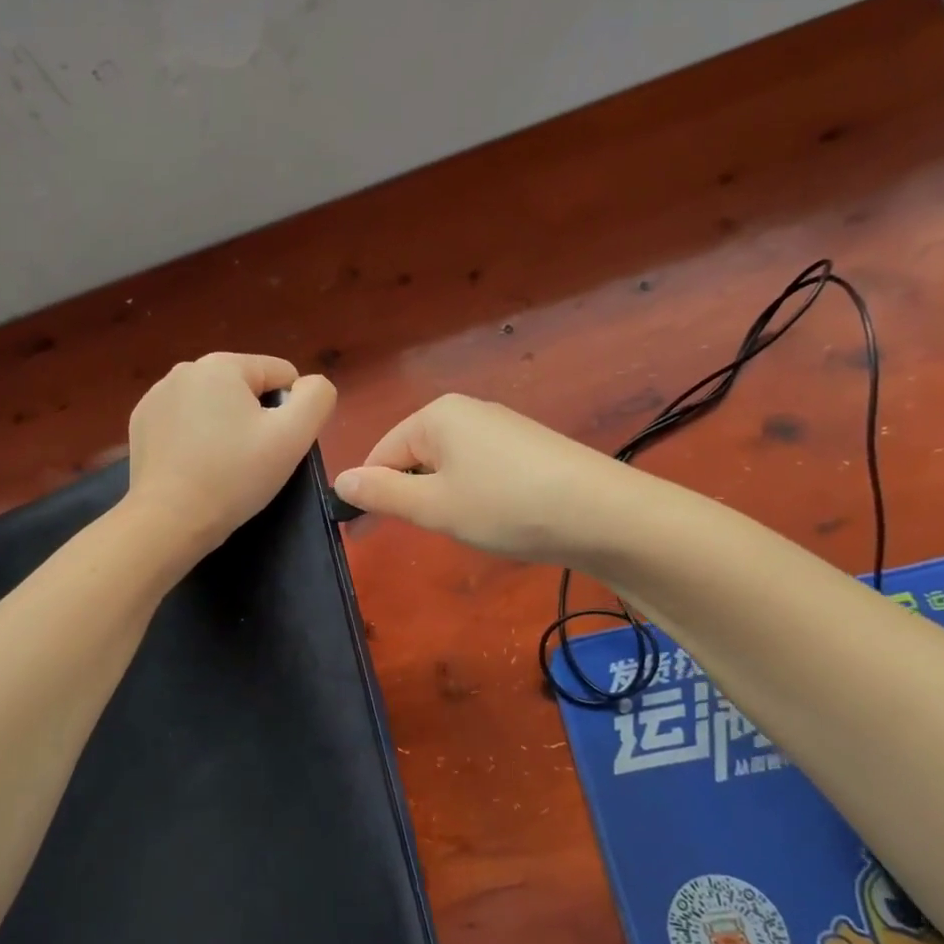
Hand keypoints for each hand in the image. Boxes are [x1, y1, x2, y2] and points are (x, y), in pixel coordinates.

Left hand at [125, 353, 336, 560]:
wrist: (168, 520)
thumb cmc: (234, 476)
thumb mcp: (293, 437)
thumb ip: (316, 398)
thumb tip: (311, 385)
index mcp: (222, 364)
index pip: (281, 375)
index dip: (290, 412)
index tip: (274, 446)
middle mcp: (185, 369)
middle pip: (246, 388)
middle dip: (255, 418)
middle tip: (250, 460)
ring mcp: (157, 395)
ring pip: (215, 405)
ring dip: (225, 428)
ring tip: (221, 467)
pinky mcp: (141, 423)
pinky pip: (186, 421)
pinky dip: (196, 439)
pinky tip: (194, 468)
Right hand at [333, 394, 622, 564]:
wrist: (604, 513)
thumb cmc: (505, 506)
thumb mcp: (434, 506)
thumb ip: (382, 492)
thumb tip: (339, 479)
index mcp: (436, 415)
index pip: (381, 452)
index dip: (372, 492)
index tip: (368, 532)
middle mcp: (467, 410)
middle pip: (414, 455)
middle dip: (413, 495)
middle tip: (432, 530)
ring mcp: (501, 426)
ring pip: (448, 465)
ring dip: (445, 498)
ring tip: (470, 526)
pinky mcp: (528, 446)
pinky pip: (480, 469)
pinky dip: (476, 495)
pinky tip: (499, 516)